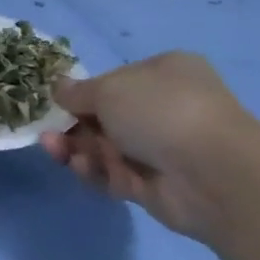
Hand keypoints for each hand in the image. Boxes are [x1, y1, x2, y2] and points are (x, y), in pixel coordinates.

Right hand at [40, 51, 257, 238]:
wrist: (211, 173)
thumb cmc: (160, 112)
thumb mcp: (109, 89)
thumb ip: (78, 92)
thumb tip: (59, 88)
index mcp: (164, 74)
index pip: (115, 81)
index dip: (83, 93)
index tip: (57, 102)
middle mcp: (164, 109)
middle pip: (105, 117)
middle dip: (73, 125)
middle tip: (48, 132)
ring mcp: (160, 149)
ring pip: (105, 148)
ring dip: (76, 148)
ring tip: (53, 149)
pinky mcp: (153, 185)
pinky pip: (113, 175)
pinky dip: (93, 172)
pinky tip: (79, 167)